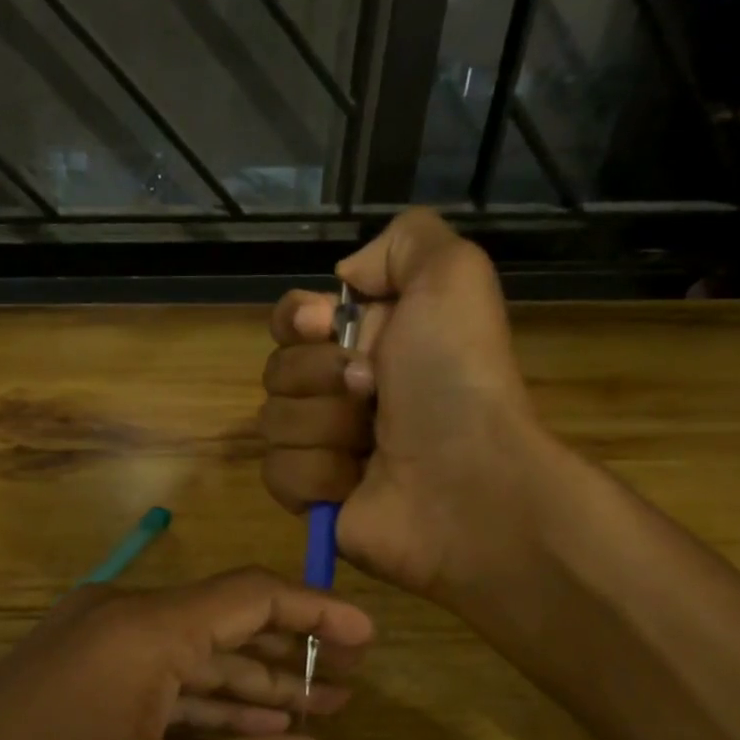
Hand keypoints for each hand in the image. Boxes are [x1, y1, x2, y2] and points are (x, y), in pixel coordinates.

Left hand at [0, 569, 374, 739]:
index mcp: (144, 628)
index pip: (251, 595)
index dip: (318, 611)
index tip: (369, 637)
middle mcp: (120, 619)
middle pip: (225, 625)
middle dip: (290, 657)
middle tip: (349, 687)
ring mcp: (92, 646)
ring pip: (191, 657)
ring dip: (250, 687)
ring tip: (316, 713)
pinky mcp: (74, 677)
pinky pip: (155, 680)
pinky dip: (201, 706)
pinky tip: (248, 732)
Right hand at [260, 209, 546, 597]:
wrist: (466, 482)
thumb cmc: (455, 378)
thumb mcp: (452, 276)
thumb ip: (405, 240)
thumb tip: (342, 279)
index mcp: (372, 341)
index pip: (293, 320)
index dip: (296, 320)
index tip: (321, 326)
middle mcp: (346, 392)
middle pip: (276, 370)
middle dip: (318, 377)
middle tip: (371, 390)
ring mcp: (329, 447)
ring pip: (273, 423)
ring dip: (324, 427)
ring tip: (371, 445)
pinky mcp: (316, 498)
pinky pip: (278, 473)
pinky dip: (317, 475)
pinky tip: (355, 483)